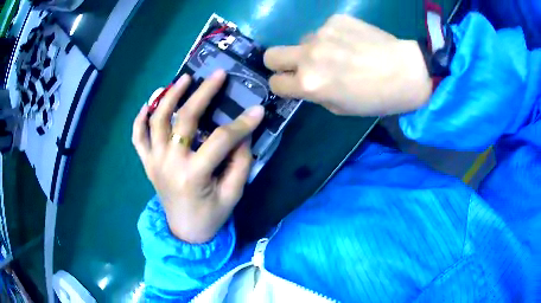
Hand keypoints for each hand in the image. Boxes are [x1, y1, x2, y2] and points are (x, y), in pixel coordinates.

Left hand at [132, 70, 264, 242]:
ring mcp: (154, 161)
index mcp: (193, 175)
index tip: (257, 109)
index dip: (241, 124)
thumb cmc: (210, 215)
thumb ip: (240, 163)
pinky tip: (150, 102)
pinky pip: (138, 136)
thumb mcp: (233, 194)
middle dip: (203, 93)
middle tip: (217, 75)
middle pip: (184, 119)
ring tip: (183, 79)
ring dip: (169, 96)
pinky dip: (140, 118)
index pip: (220, 140)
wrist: (185, 232)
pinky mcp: (147, 163)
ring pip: (157, 120)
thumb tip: (243, 134)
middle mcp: (169, 163)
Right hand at [264, 14, 431, 115]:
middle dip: (278, 62)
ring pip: (303, 41)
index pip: (275, 83)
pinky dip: (333, 37)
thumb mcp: (341, 108)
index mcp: (309, 84)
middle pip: (271, 54)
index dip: (281, 85)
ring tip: (342, 53)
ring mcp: (321, 33)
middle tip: (298, 65)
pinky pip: (325, 30)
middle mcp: (309, 56)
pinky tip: (353, 43)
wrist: (407, 71)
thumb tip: (305, 80)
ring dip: (315, 48)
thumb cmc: (377, 98)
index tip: (291, 84)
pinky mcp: (336, 19)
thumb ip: (316, 93)